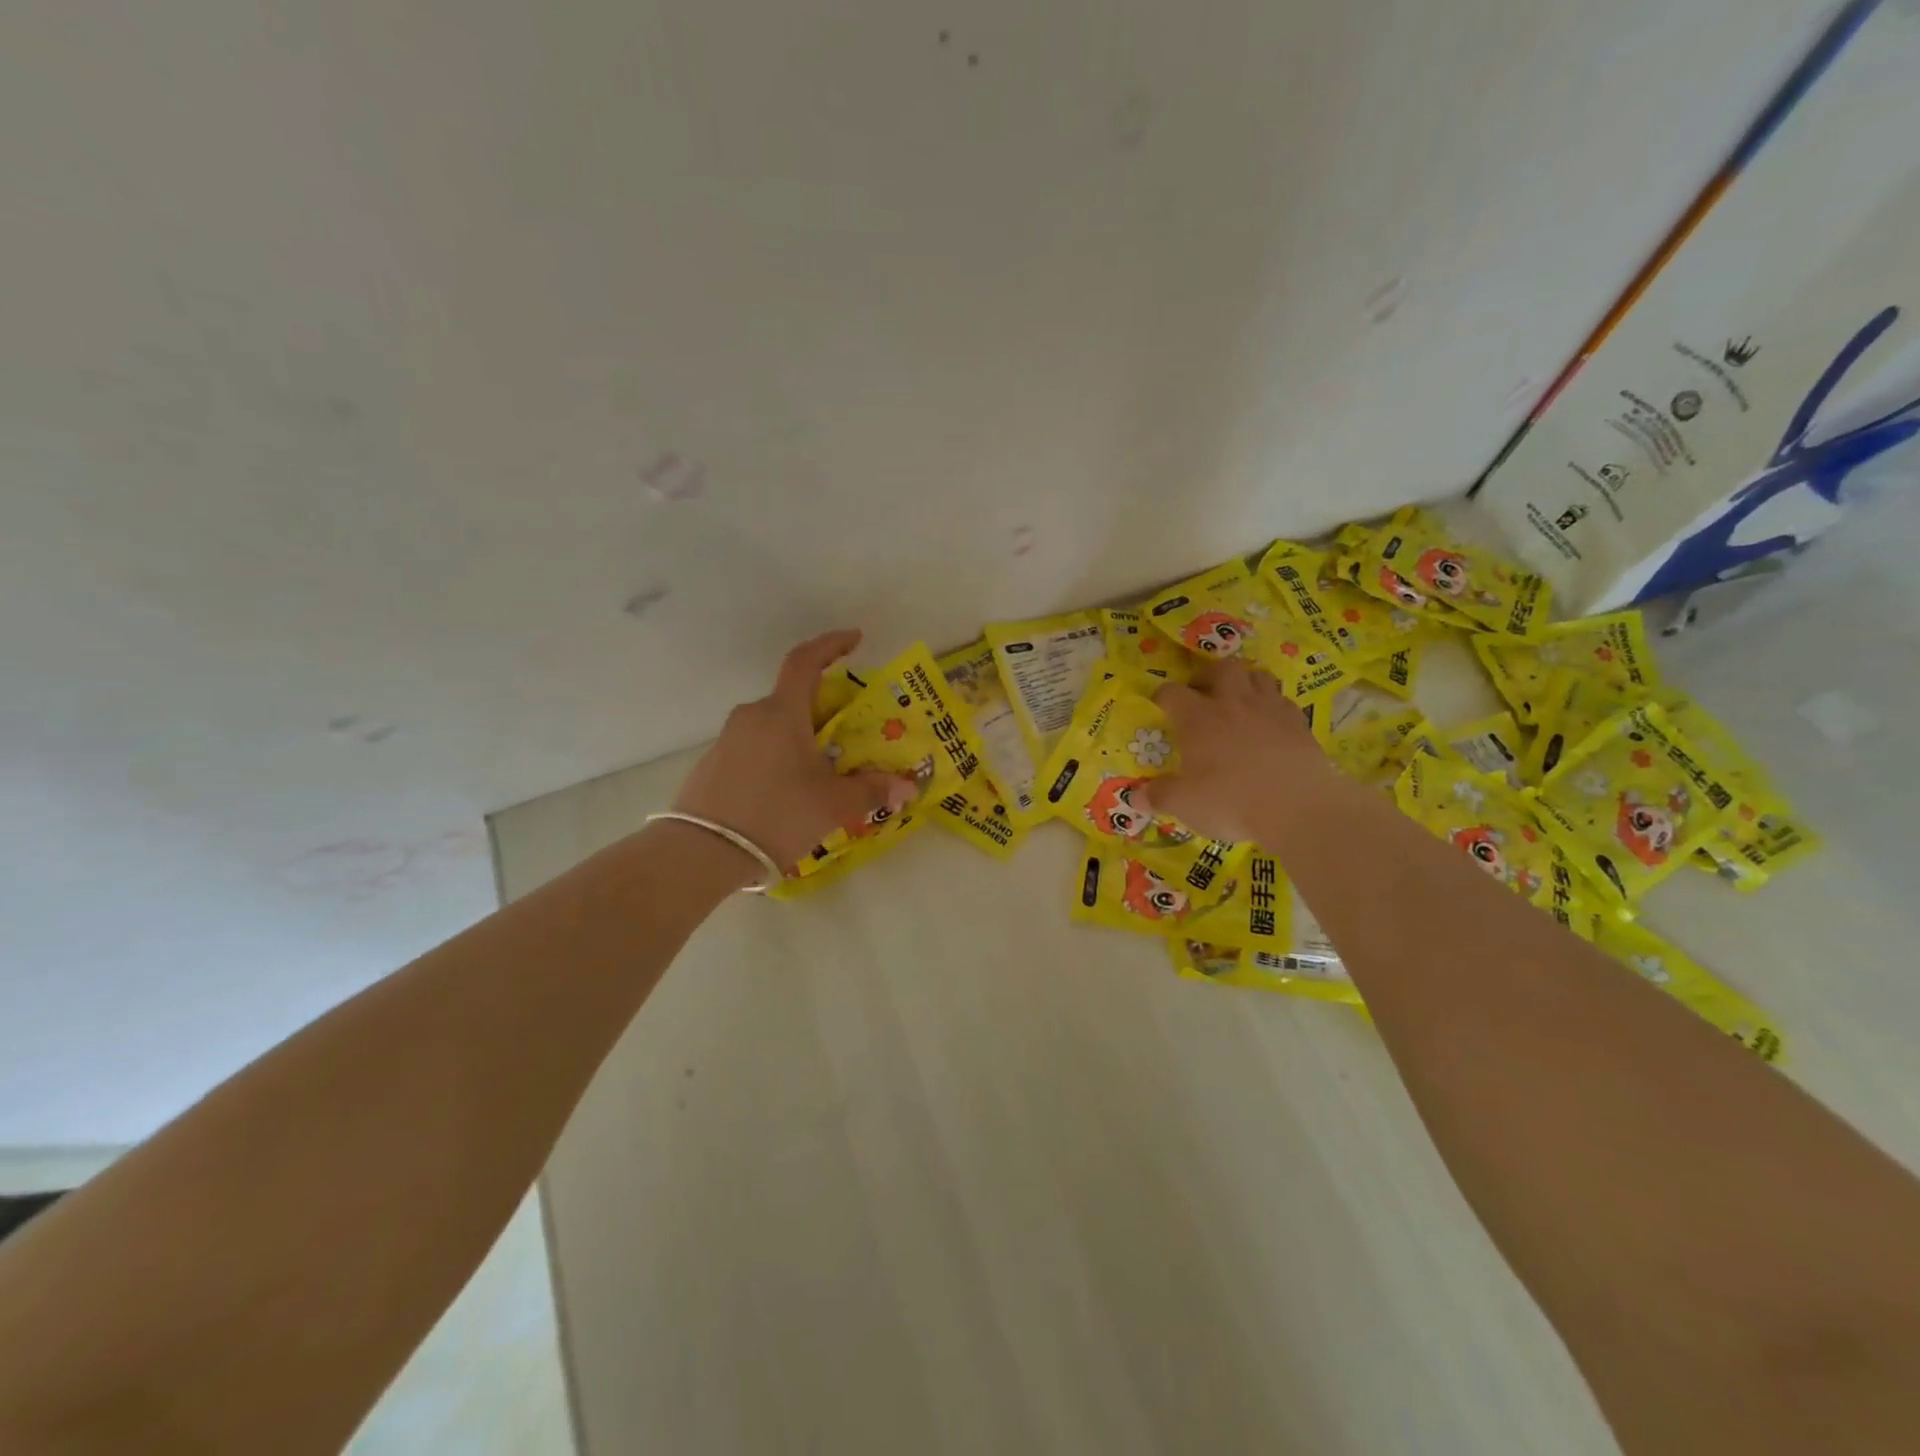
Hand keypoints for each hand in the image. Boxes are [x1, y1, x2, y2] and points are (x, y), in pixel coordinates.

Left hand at [670, 630, 918, 879]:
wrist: (702, 852)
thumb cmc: (777, 814)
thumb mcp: (833, 804)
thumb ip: (872, 790)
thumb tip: (908, 786)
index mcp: (782, 712)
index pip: (806, 661)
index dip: (832, 645)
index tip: (855, 639)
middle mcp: (753, 716)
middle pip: (794, 699)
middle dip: (825, 710)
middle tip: (851, 734)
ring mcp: (728, 740)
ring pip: (775, 727)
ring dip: (802, 739)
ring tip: (824, 772)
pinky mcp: (714, 765)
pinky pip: (757, 750)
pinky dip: (779, 759)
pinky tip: (791, 794)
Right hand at [1148, 661, 1326, 843]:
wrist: (1298, 807)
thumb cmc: (1231, 801)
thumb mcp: (1184, 805)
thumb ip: (1158, 796)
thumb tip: (1135, 797)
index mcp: (1198, 718)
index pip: (1172, 693)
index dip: (1162, 696)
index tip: (1160, 706)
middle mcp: (1232, 703)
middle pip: (1221, 669)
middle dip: (1208, 676)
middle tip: (1202, 694)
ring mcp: (1269, 709)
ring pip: (1257, 676)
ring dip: (1244, 682)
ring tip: (1237, 701)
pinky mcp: (1299, 722)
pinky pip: (1282, 700)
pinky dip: (1272, 705)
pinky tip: (1268, 723)